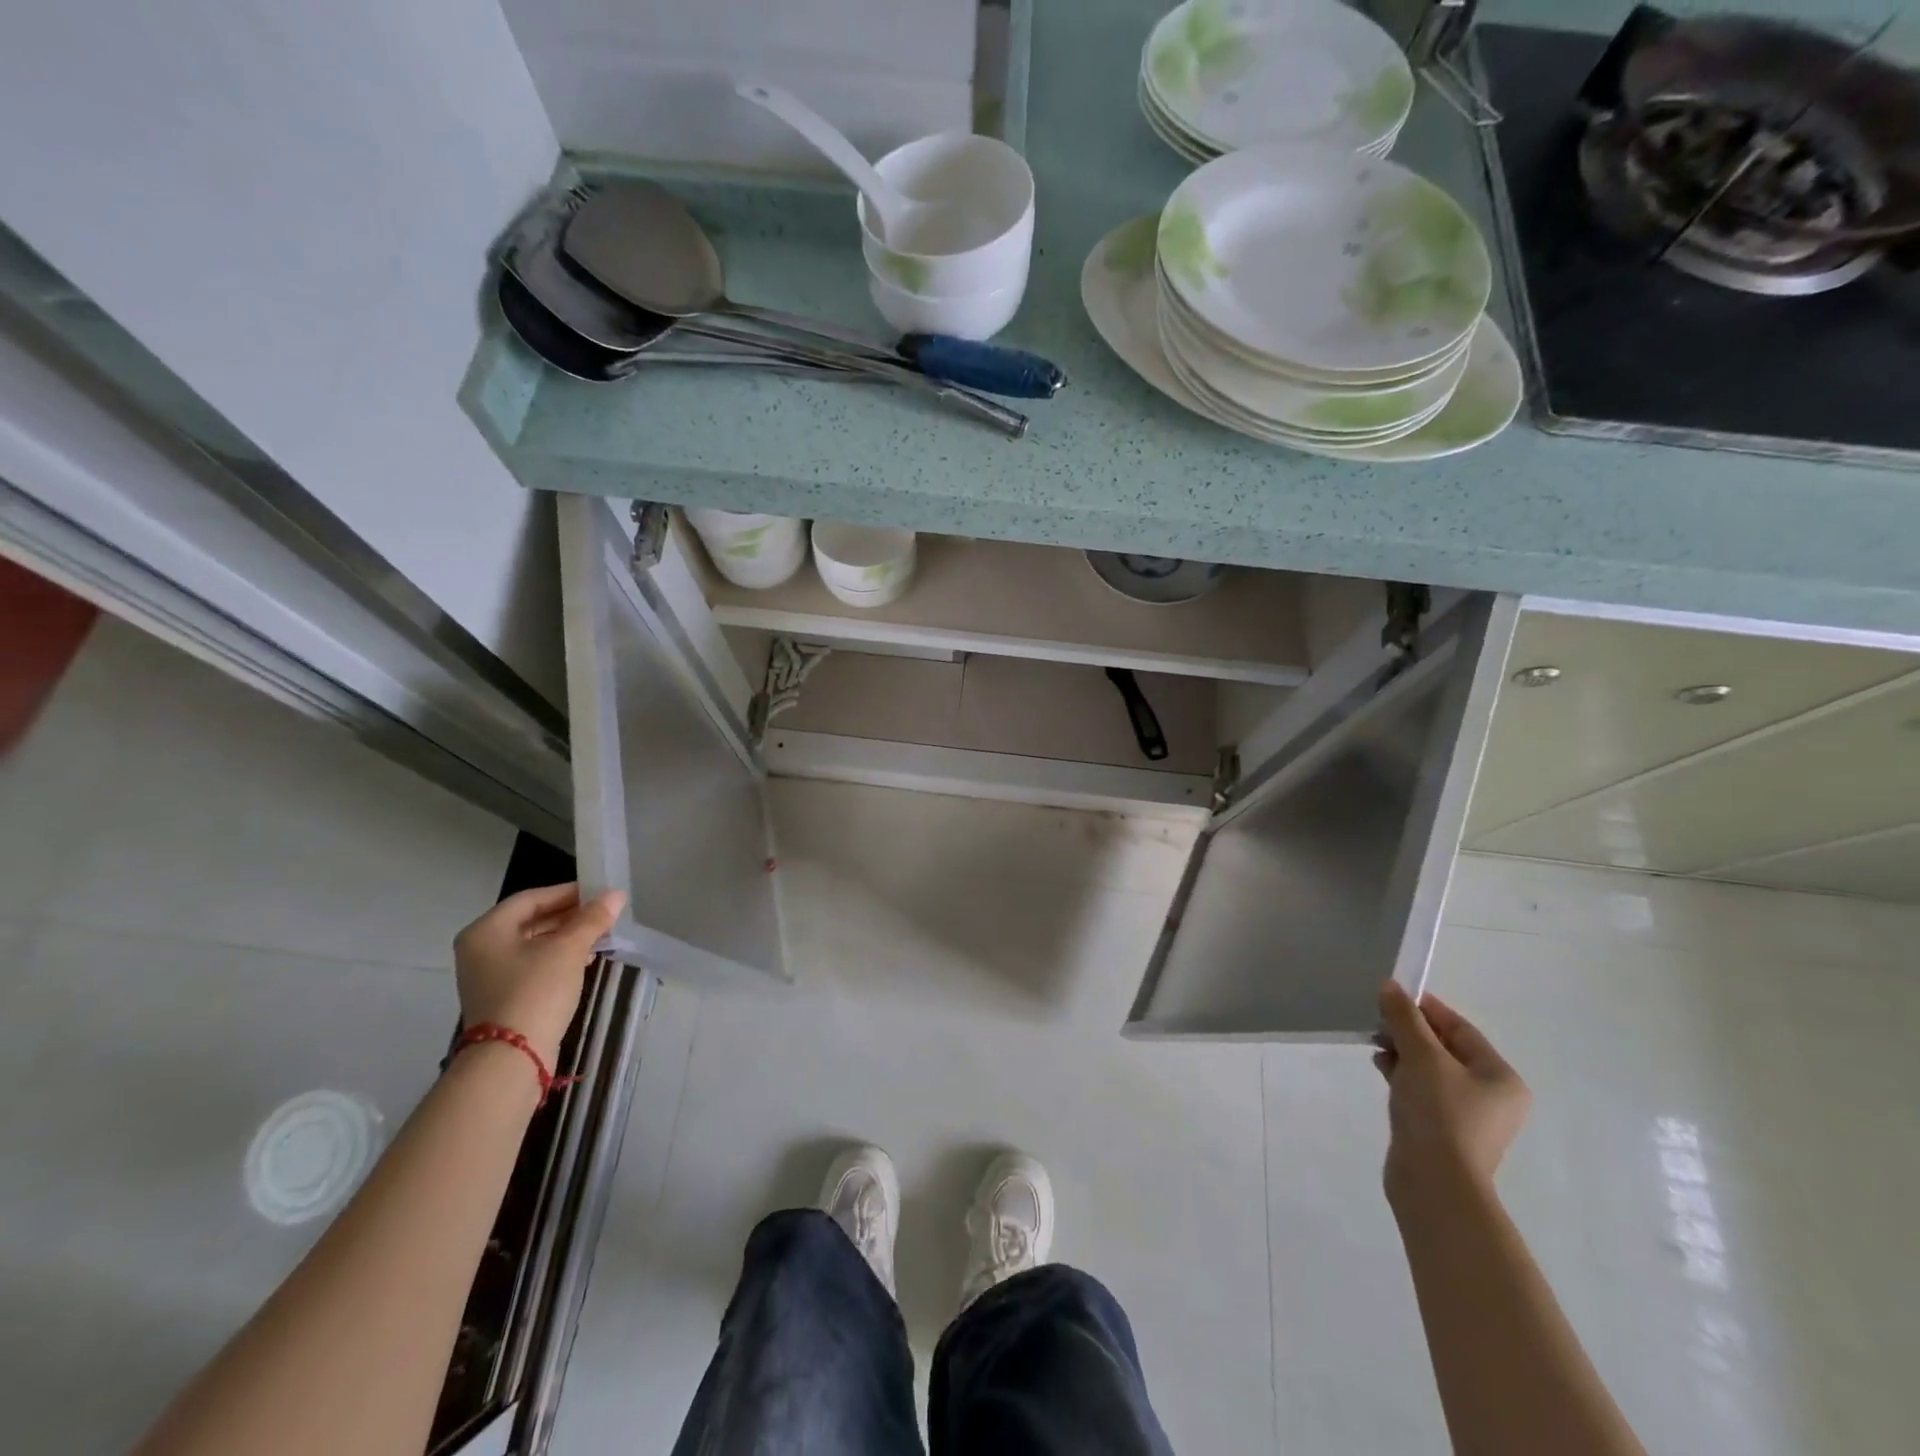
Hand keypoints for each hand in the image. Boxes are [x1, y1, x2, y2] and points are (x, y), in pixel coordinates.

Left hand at [452, 883, 625, 1065]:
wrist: (512, 1058)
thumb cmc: (535, 991)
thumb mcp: (568, 949)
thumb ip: (592, 919)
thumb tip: (616, 894)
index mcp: (486, 931)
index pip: (531, 898)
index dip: (567, 892)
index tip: (600, 893)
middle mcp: (481, 949)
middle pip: (531, 921)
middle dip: (570, 916)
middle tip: (604, 913)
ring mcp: (490, 976)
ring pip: (535, 944)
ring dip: (568, 937)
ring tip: (602, 934)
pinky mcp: (503, 997)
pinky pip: (534, 965)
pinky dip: (560, 958)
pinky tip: (587, 959)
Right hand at [1375, 981, 1529, 1201]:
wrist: (1435, 1183)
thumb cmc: (1439, 1112)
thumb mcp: (1421, 1056)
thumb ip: (1405, 1018)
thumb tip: (1390, 986)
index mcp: (1500, 1077)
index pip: (1460, 1028)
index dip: (1425, 1008)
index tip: (1391, 996)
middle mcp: (1492, 1096)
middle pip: (1445, 1048)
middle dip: (1410, 1032)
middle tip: (1378, 1022)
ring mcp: (1469, 1117)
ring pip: (1431, 1070)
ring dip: (1403, 1053)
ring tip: (1376, 1047)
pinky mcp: (1444, 1131)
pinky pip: (1423, 1091)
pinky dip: (1403, 1076)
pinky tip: (1382, 1069)